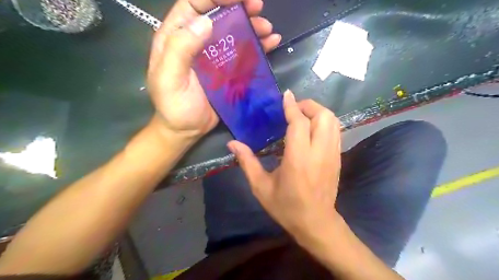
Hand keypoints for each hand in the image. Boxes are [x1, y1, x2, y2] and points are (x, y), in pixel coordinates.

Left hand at [147, 1, 282, 138]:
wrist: (186, 130)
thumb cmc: (174, 107)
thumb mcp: (169, 79)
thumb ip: (181, 49)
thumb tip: (205, 22)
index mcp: (177, 38)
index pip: (194, 4)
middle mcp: (196, 42)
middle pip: (217, 14)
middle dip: (238, 7)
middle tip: (258, 6)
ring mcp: (214, 57)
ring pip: (233, 32)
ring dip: (252, 26)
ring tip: (267, 28)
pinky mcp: (227, 71)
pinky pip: (243, 53)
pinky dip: (258, 46)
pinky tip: (271, 42)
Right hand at [230, 90, 343, 241]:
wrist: (316, 223)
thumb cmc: (286, 207)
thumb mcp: (261, 187)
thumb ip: (247, 162)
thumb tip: (232, 144)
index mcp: (298, 159)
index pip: (299, 123)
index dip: (292, 106)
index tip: (285, 95)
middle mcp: (319, 152)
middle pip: (323, 116)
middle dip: (308, 105)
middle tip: (293, 108)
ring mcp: (332, 155)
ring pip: (333, 121)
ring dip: (318, 112)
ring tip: (302, 115)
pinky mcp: (338, 158)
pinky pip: (335, 131)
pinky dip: (324, 122)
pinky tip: (311, 128)